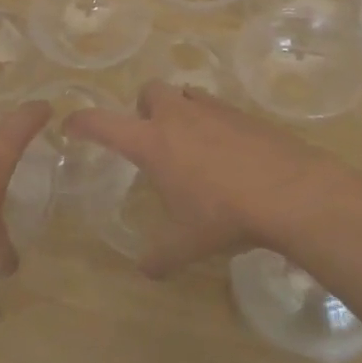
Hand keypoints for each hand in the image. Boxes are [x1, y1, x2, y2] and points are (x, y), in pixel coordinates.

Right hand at [63, 82, 355, 276]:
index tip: (70, 124)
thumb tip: (145, 271)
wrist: (291, 192)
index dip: (82, 121)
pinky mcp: (245, 114)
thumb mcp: (187, 243)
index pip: (103, 123)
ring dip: (179, 109)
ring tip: (189, 141)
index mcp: (152, 142)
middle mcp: (177, 116)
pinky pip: (217, 107)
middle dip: (142, 108)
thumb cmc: (225, 215)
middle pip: (148, 91)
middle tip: (151, 137)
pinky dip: (212, 121)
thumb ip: (159, 256)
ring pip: (185, 93)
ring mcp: (214, 110)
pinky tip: (227, 151)